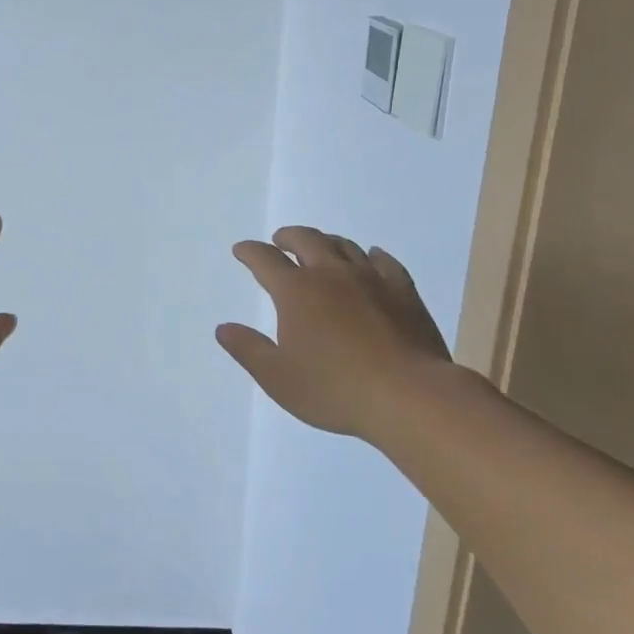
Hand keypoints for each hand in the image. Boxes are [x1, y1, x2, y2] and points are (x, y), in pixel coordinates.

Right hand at [217, 226, 454, 440]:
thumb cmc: (335, 389)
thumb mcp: (278, 378)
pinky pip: (385, 262)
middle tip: (280, 240)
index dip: (250, 252)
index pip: (265, 260)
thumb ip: (248, 350)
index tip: (242, 250)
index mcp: (296, 292)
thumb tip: (223, 328)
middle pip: (306, 240)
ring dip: (326, 242)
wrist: (410, 396)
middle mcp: (330, 274)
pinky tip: (371, 257)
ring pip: (344, 246)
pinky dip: (371, 255)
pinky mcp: (403, 292)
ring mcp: (371, 279)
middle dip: (288, 237)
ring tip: (320, 247)